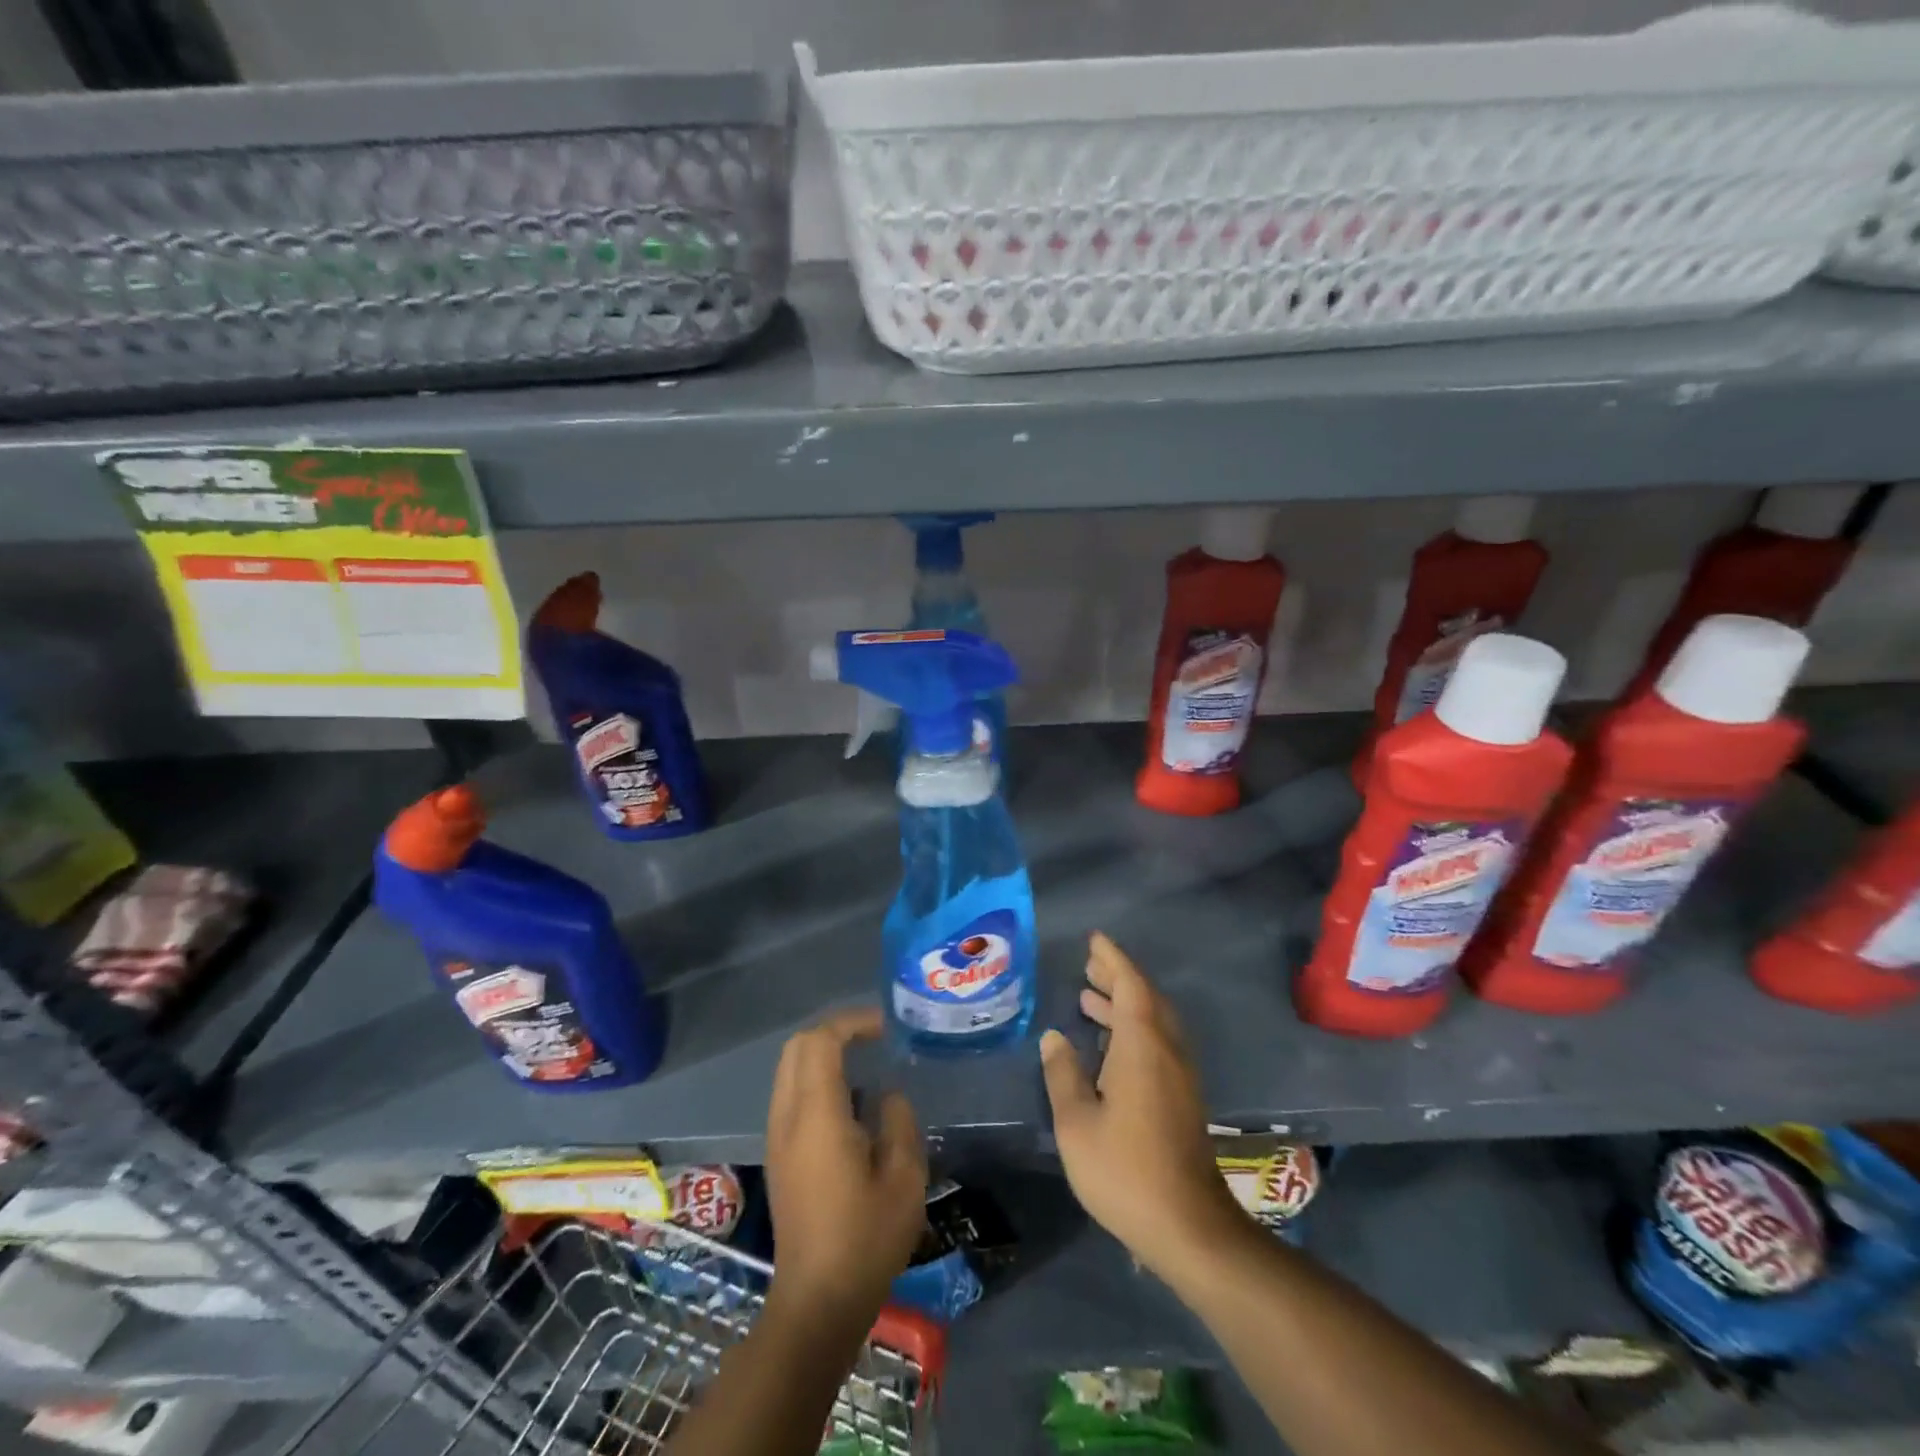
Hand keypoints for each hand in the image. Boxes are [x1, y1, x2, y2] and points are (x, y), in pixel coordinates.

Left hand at [764, 1007, 926, 1324]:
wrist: (817, 1301)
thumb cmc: (866, 1239)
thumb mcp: (904, 1177)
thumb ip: (898, 1121)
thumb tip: (887, 1095)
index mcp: (817, 1115)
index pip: (820, 1041)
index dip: (852, 1023)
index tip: (886, 1028)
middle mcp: (788, 1116)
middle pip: (797, 1046)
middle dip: (834, 1030)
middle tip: (874, 1038)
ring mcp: (777, 1136)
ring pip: (790, 1068)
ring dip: (823, 1053)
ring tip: (865, 1062)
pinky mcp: (778, 1154)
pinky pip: (791, 1092)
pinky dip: (816, 1078)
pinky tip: (850, 1101)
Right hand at [1041, 933, 1250, 1278]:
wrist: (1188, 1226)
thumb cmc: (1124, 1170)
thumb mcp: (1077, 1123)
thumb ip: (1063, 1074)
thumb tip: (1055, 1038)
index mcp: (1142, 1047)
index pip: (1130, 986)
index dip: (1113, 960)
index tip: (1094, 941)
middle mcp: (1167, 1050)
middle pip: (1146, 998)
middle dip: (1119, 977)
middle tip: (1090, 964)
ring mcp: (1180, 1075)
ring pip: (1154, 1022)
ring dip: (1126, 1003)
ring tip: (1092, 998)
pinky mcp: (1183, 1097)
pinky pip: (1159, 1042)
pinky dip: (1135, 1027)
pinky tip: (1112, 1044)